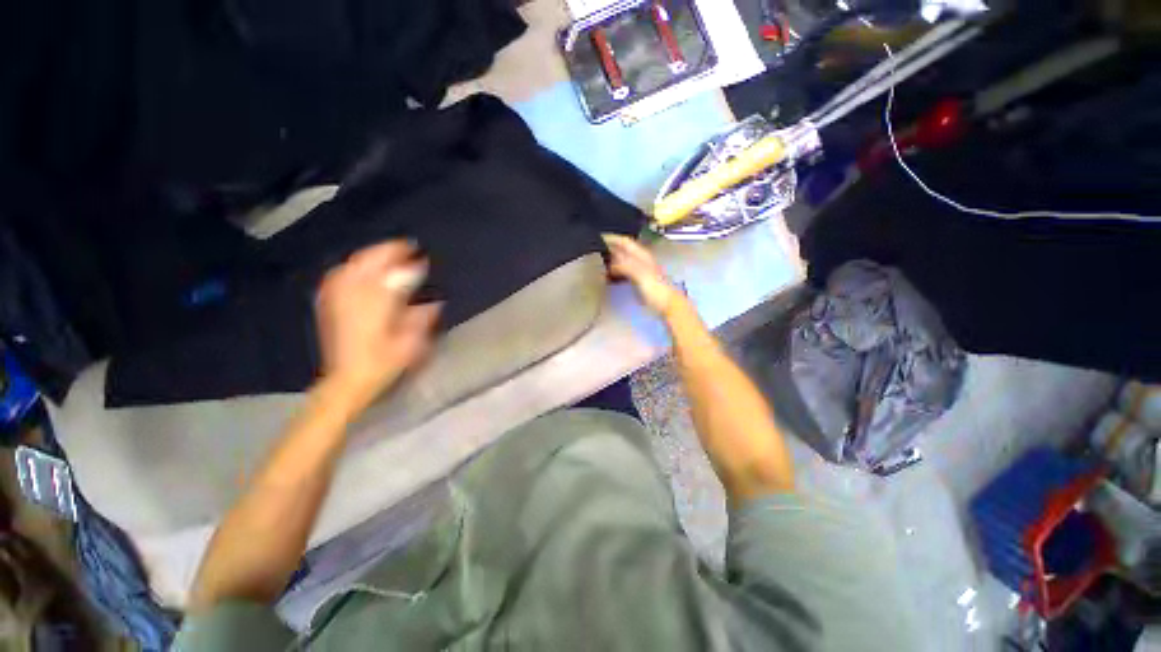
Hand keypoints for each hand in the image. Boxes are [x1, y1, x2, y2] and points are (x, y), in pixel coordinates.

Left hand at [315, 241, 441, 404]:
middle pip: (368, 264)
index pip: (393, 276)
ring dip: (369, 256)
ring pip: (351, 267)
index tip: (421, 257)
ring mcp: (337, 300)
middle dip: (387, 252)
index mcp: (376, 307)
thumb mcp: (411, 345)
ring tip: (385, 253)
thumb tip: (435, 302)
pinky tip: (357, 267)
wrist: (348, 380)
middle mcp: (354, 298)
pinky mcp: (329, 305)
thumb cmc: (384, 363)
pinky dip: (350, 267)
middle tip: (405, 246)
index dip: (407, 264)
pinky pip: (337, 277)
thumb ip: (421, 320)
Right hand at [602, 234, 683, 316]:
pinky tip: (605, 276)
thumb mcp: (640, 274)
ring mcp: (638, 271)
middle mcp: (639, 260)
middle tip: (591, 251)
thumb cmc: (655, 288)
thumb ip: (625, 265)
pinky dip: (613, 272)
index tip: (595, 237)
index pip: (624, 241)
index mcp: (641, 255)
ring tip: (594, 262)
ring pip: (621, 261)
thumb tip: (609, 262)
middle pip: (621, 250)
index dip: (611, 238)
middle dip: (608, 248)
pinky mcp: (636, 281)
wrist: (667, 304)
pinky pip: (622, 273)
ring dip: (609, 261)